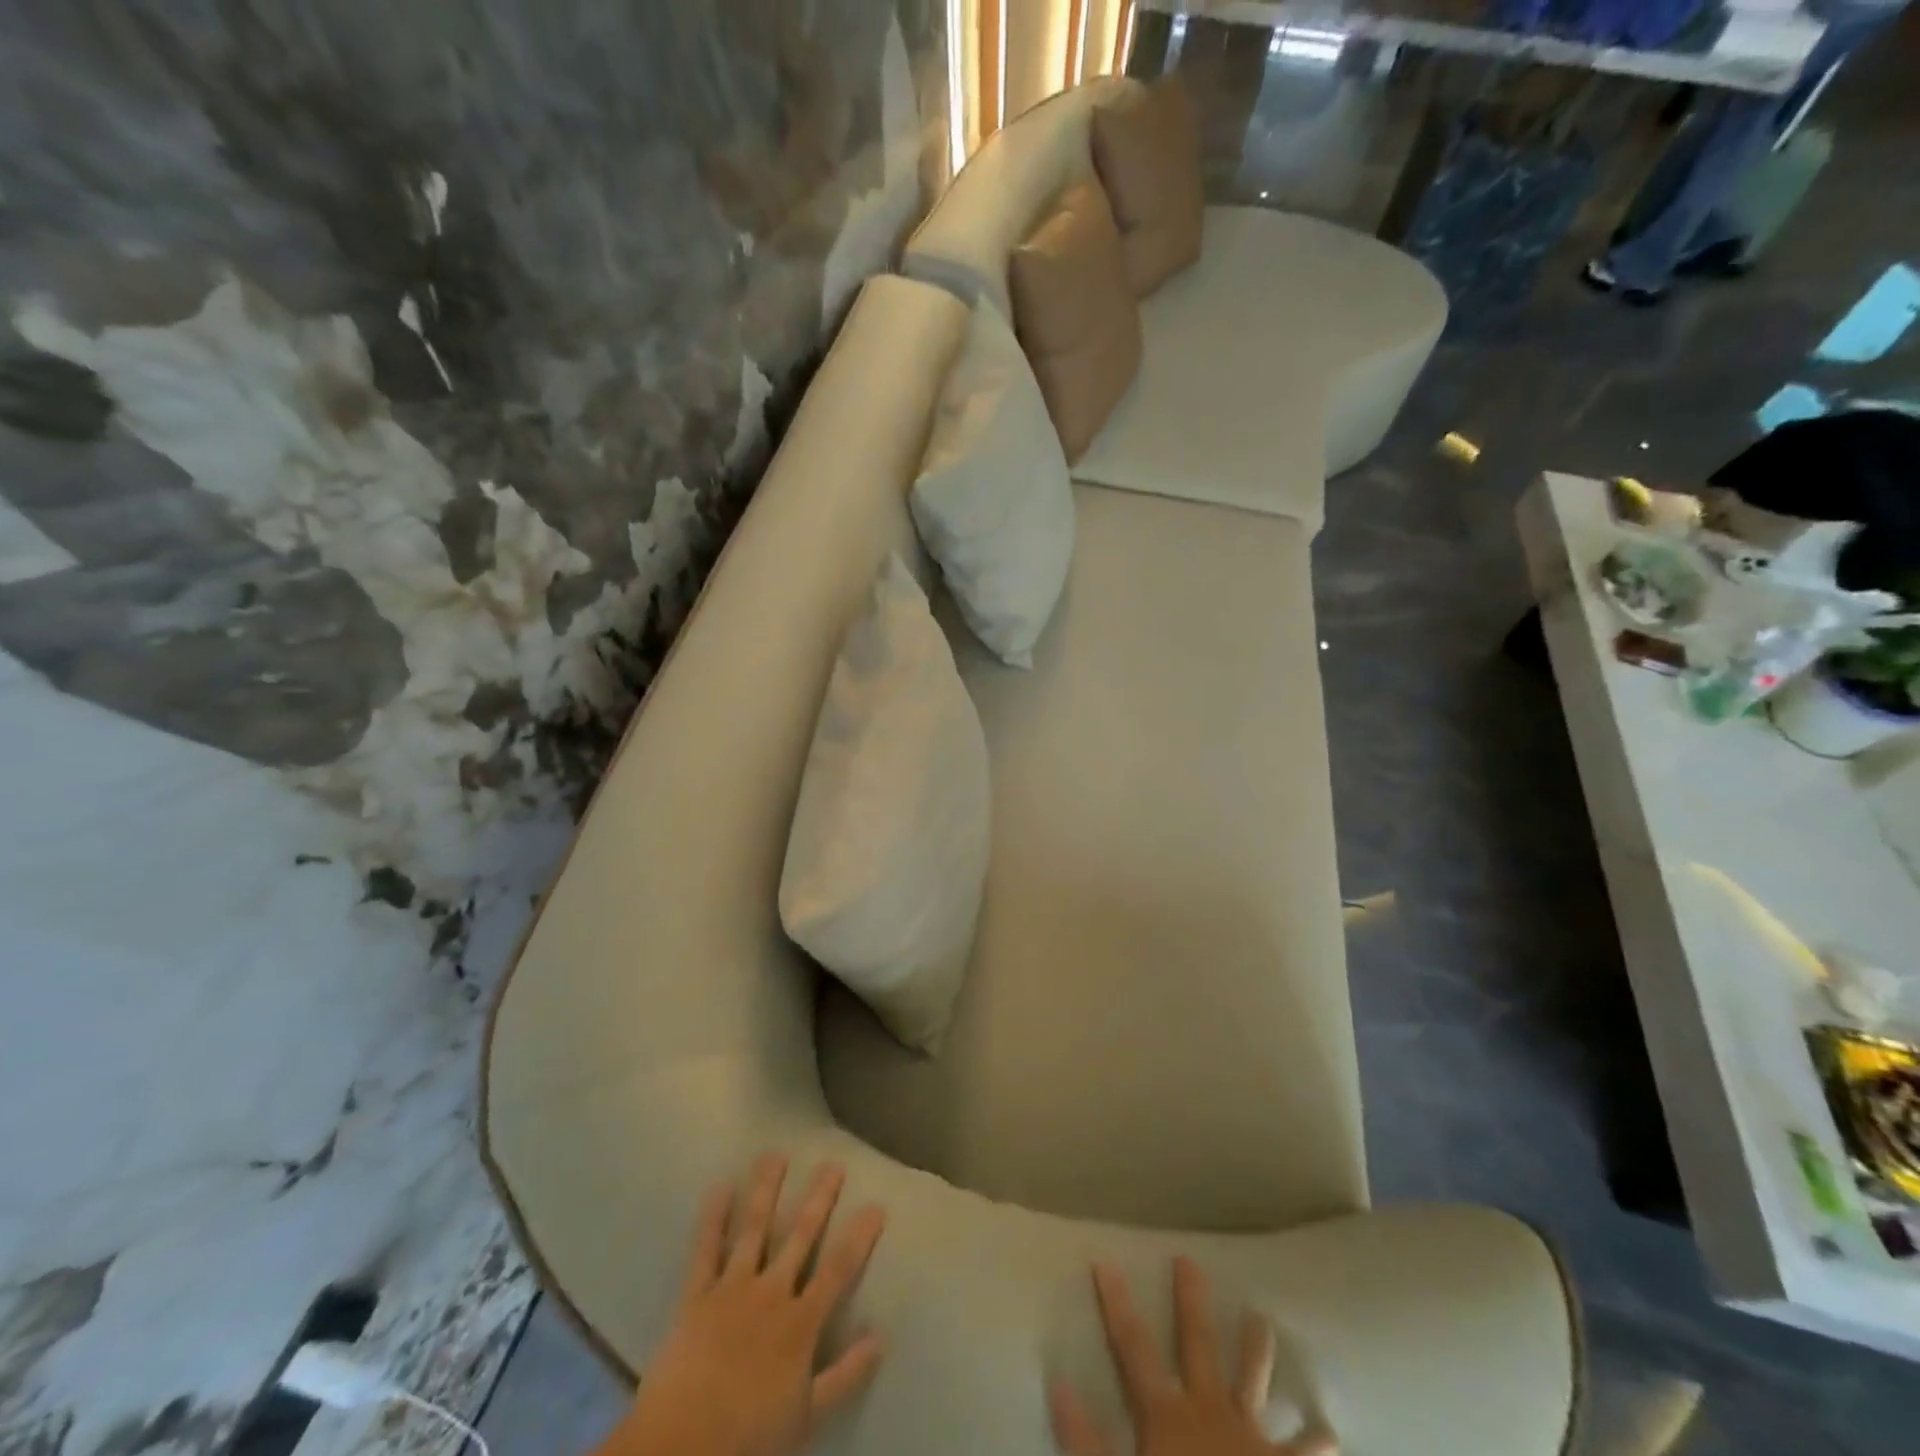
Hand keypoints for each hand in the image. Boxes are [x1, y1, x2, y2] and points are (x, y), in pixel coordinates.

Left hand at [607, 1154, 886, 1455]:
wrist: (682, 1450)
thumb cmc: (748, 1439)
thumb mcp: (807, 1417)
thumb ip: (845, 1375)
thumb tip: (881, 1337)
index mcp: (800, 1323)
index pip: (838, 1270)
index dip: (859, 1237)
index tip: (876, 1205)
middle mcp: (771, 1293)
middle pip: (800, 1237)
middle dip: (818, 1199)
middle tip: (833, 1164)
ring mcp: (732, 1289)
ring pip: (754, 1230)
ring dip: (766, 1191)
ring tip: (775, 1156)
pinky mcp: (696, 1296)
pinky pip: (705, 1250)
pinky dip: (712, 1218)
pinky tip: (719, 1186)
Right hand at [1050, 1258, 1335, 1455]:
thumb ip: (1085, 1442)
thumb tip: (1059, 1382)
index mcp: (1168, 1417)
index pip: (1133, 1348)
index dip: (1116, 1304)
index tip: (1104, 1261)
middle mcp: (1211, 1414)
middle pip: (1197, 1345)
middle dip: (1191, 1302)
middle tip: (1190, 1261)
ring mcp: (1253, 1443)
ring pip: (1254, 1383)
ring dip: (1256, 1351)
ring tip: (1263, 1318)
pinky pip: (1303, 1455)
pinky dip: (1316, 1445)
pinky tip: (1329, 1434)